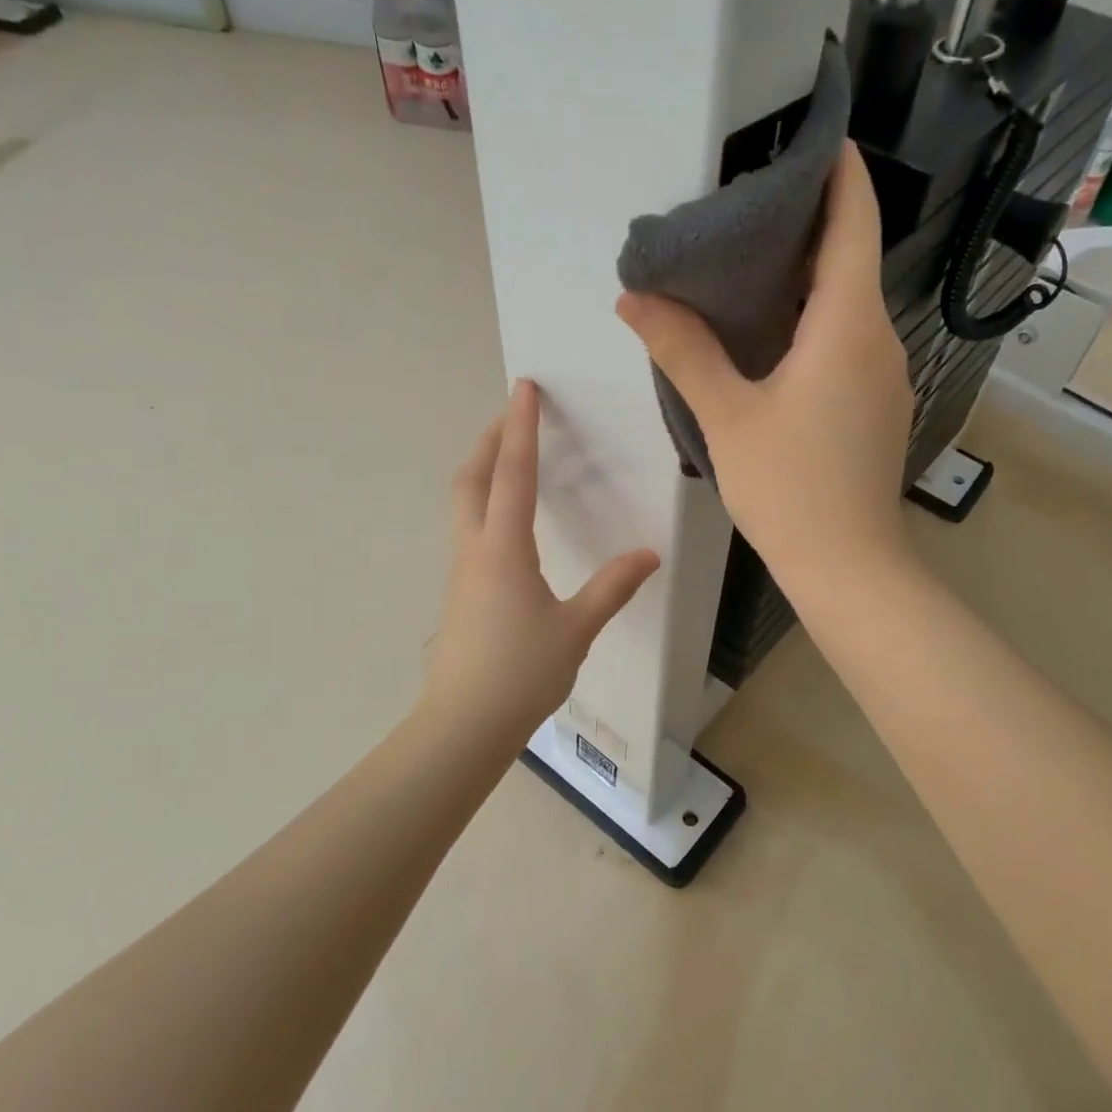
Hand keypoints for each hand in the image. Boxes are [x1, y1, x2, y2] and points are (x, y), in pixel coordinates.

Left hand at [421, 381, 659, 744]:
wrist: (464, 724)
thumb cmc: (521, 672)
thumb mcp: (577, 628)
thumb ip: (613, 587)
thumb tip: (650, 554)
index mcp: (504, 549)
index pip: (513, 474)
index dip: (521, 428)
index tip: (523, 388)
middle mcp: (475, 549)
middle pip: (472, 478)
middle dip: (489, 439)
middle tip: (511, 413)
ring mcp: (462, 571)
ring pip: (464, 502)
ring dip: (482, 468)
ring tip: (508, 455)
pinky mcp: (461, 591)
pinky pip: (469, 528)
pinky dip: (484, 501)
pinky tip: (507, 519)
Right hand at [616, 141, 914, 583]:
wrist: (848, 566)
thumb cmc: (789, 489)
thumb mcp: (727, 417)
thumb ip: (683, 352)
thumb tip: (635, 299)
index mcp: (848, 325)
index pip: (854, 223)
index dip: (841, 173)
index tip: (818, 135)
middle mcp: (880, 340)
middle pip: (852, 260)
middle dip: (810, 224)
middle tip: (750, 204)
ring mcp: (886, 376)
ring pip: (851, 305)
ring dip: (811, 278)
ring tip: (751, 264)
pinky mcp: (879, 405)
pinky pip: (851, 342)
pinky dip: (818, 321)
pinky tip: (775, 335)